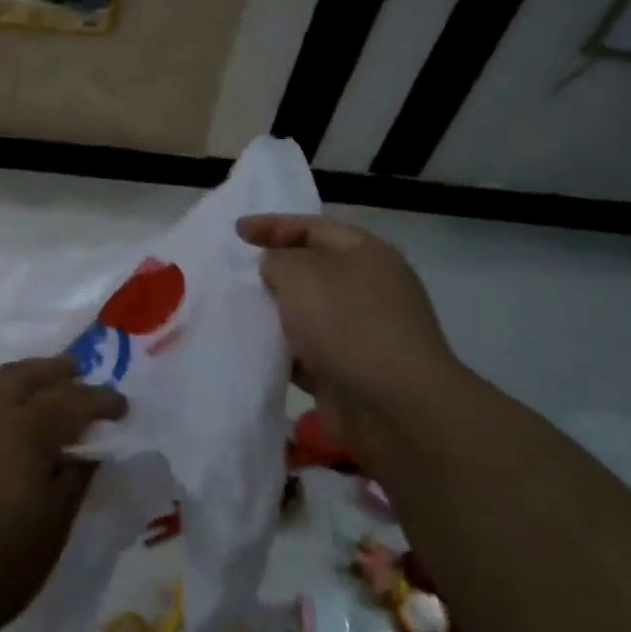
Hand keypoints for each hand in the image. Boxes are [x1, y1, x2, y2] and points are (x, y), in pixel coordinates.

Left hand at [0, 356, 124, 631]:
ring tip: (29, 386)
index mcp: (25, 427)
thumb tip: (87, 449)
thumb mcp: (53, 526)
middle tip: (77, 371)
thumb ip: (75, 478)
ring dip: (14, 379)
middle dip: (57, 371)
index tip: (121, 405)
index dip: (101, 400)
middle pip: (27, 374)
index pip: (73, 400)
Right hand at [238, 213, 461, 447]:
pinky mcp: (350, 370)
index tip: (236, 232)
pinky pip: (307, 352)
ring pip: (308, 313)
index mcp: (366, 254)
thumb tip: (277, 270)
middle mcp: (369, 288)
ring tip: (236, 311)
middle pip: (313, 269)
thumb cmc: (347, 324)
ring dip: (275, 313)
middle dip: (275, 270)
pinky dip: (283, 351)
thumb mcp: (300, 274)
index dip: (273, 225)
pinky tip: (254, 351)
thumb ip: (277, 260)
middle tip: (236, 273)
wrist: (394, 407)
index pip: (313, 227)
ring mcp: (362, 332)